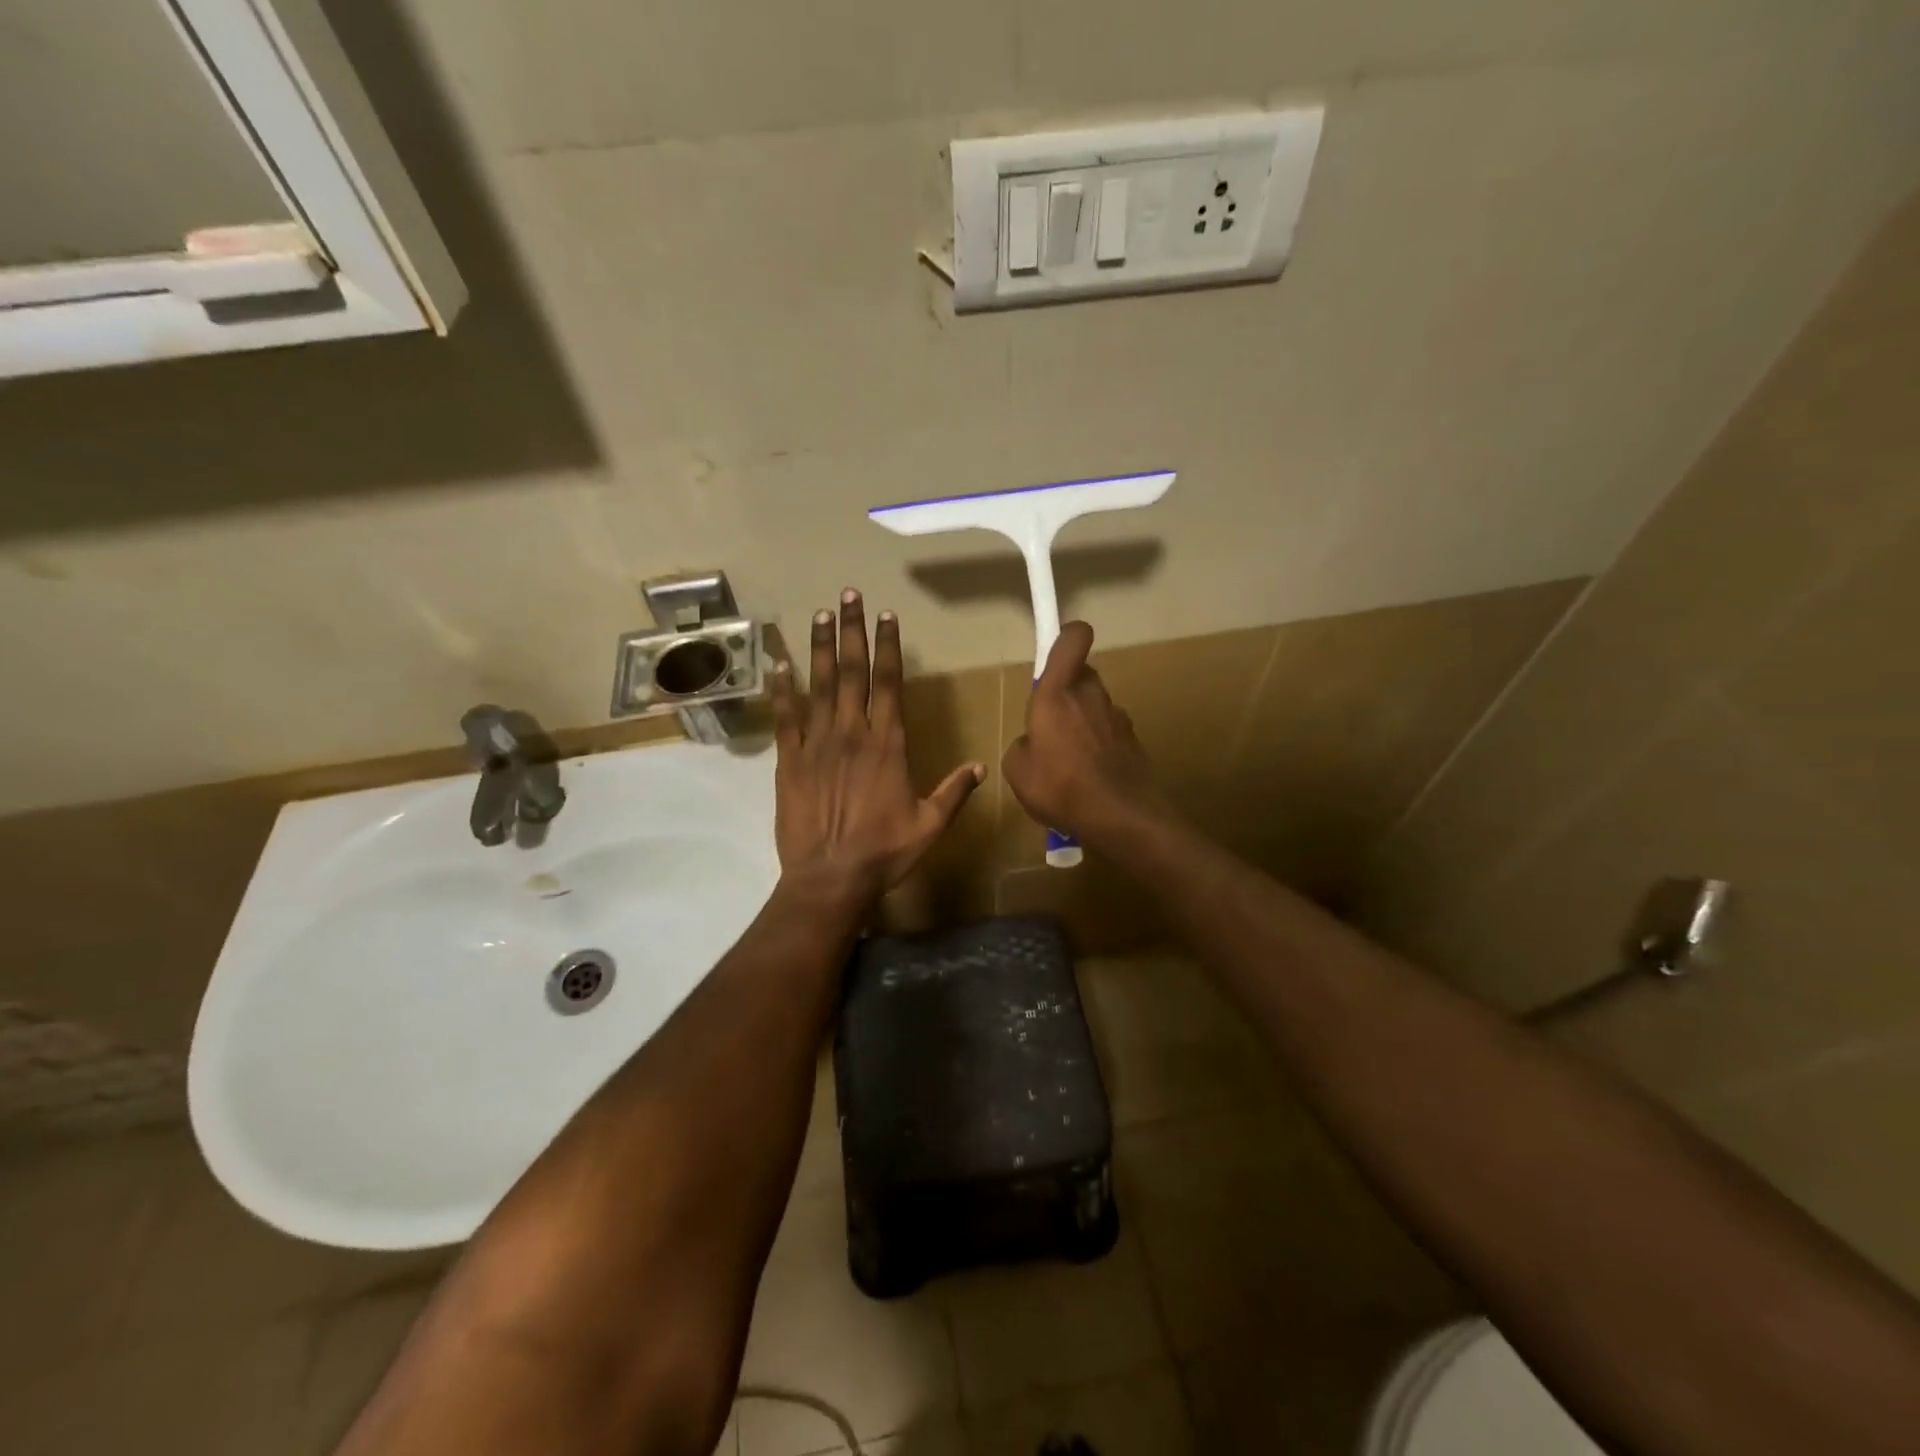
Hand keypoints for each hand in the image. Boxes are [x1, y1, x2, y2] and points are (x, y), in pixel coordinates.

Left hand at [770, 589, 984, 908]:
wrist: (829, 879)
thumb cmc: (883, 852)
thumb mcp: (930, 825)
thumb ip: (954, 792)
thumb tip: (980, 766)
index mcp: (887, 744)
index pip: (888, 683)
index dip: (888, 647)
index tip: (886, 616)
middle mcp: (852, 733)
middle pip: (852, 672)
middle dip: (851, 631)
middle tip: (848, 596)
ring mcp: (817, 744)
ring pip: (818, 686)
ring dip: (820, 648)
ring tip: (820, 614)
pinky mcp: (790, 761)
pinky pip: (785, 718)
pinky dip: (782, 690)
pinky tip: (779, 664)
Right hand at [1002, 622, 1166, 844]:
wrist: (1121, 817)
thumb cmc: (1059, 785)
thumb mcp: (1017, 769)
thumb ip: (1022, 744)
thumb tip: (1034, 742)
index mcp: (1058, 692)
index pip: (1072, 639)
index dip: (1065, 636)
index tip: (1055, 650)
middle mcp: (1091, 695)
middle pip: (1081, 676)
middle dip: (1066, 692)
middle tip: (1049, 726)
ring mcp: (1117, 718)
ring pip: (1095, 706)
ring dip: (1082, 721)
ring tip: (1068, 761)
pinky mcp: (1133, 742)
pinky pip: (1108, 734)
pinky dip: (1098, 747)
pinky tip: (1088, 778)